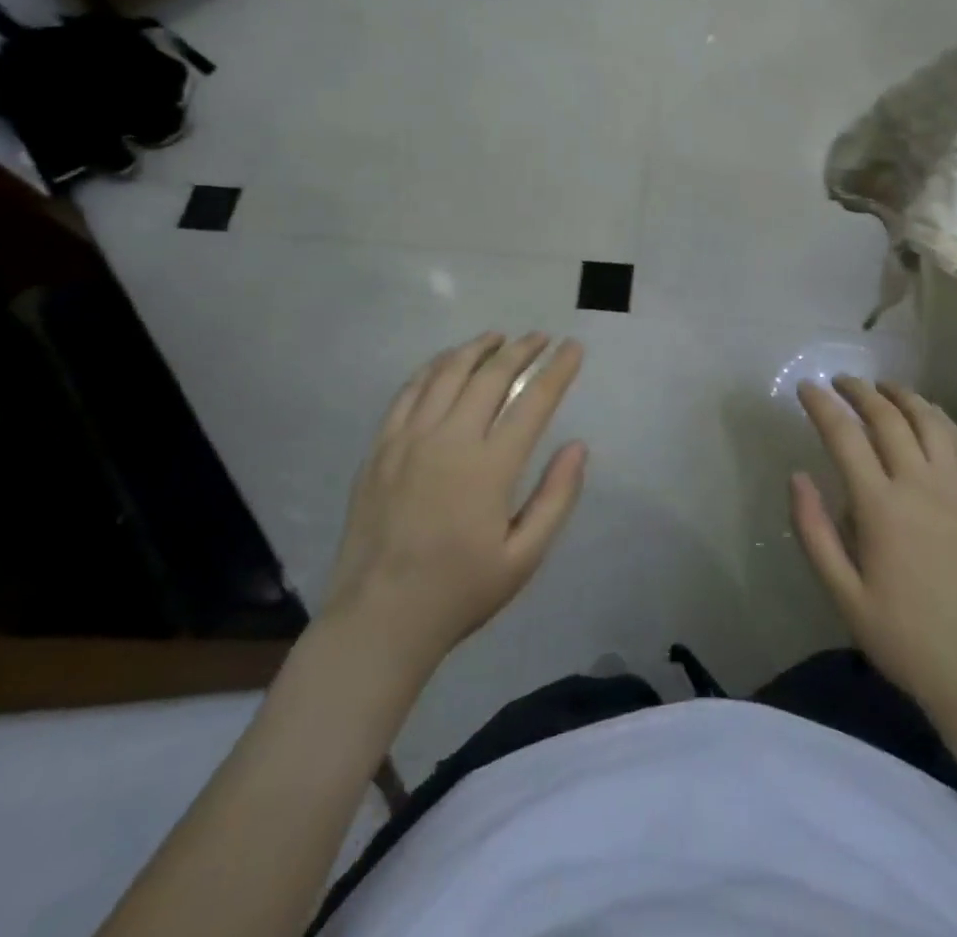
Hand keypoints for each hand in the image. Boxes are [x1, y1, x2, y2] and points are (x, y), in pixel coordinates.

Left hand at [322, 333, 586, 667]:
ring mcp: (408, 440)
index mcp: (489, 468)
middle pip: (490, 376)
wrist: (378, 619)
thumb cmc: (460, 591)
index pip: (533, 402)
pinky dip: (433, 367)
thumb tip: (578, 445)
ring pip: (447, 374)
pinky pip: (408, 391)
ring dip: (477, 349)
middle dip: (521, 350)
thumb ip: (556, 498)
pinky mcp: (380, 448)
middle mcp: (449, 441)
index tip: (573, 347)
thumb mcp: (524, 558)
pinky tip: (446, 362)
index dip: (558, 370)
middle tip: (541, 337)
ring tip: (498, 337)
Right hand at [792, 377, 956, 726]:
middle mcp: (920, 484)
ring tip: (881, 387)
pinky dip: (938, 417)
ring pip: (928, 419)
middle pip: (887, 416)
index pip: (844, 436)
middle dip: (859, 391)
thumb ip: (814, 531)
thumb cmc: (904, 637)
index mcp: (881, 507)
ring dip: (901, 395)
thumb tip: (797, 476)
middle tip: (839, 381)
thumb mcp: (843, 595)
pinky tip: (927, 415)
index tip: (805, 387)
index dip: (821, 405)